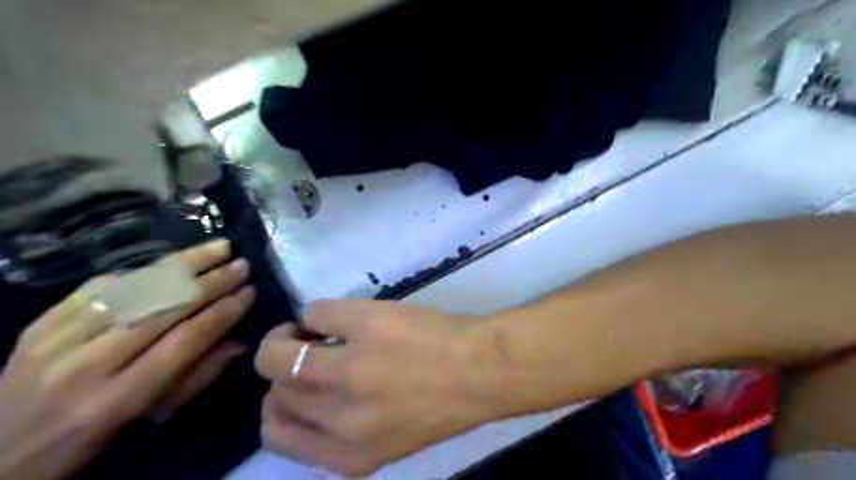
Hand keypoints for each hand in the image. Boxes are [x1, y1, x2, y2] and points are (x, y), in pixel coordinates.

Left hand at [0, 240, 253, 479]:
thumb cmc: (88, 440)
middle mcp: (87, 365)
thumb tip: (240, 341)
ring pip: (136, 289)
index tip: (250, 292)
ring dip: (184, 264)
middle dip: (211, 282)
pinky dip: (144, 271)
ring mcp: (57, 340)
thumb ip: (199, 377)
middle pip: (163, 309)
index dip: (224, 312)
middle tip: (242, 265)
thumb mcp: (149, 420)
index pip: (186, 341)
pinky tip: (171, 264)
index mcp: (118, 398)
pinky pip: (101, 286)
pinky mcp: (40, 323)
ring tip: (218, 248)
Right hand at [252, 301, 497, 476]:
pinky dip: (319, 314)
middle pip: (275, 389)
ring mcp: (349, 369)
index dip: (277, 404)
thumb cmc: (440, 404)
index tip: (294, 384)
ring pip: (277, 352)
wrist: (482, 369)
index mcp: (346, 453)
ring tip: (314, 331)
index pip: (275, 435)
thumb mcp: (386, 440)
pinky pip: (313, 313)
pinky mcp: (363, 325)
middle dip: (282, 367)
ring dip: (288, 336)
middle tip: (302, 349)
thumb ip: (341, 431)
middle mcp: (339, 418)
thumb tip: (304, 396)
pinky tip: (343, 317)